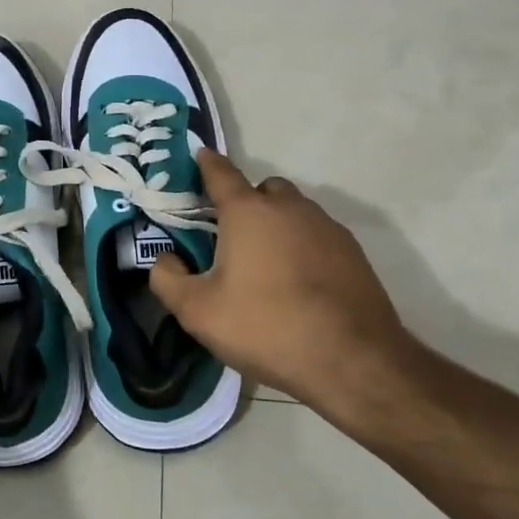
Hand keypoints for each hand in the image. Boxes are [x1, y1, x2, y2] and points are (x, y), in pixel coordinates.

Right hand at [149, 150, 419, 419]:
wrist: (352, 361)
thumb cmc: (266, 326)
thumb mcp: (198, 312)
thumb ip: (168, 279)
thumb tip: (165, 259)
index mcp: (249, 212)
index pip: (221, 173)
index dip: (206, 164)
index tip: (199, 157)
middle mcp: (289, 208)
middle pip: (263, 190)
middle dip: (246, 202)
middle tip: (231, 237)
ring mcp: (327, 227)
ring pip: (294, 212)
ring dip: (277, 225)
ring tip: (266, 266)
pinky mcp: (353, 253)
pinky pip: (318, 236)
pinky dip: (303, 247)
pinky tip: (299, 283)